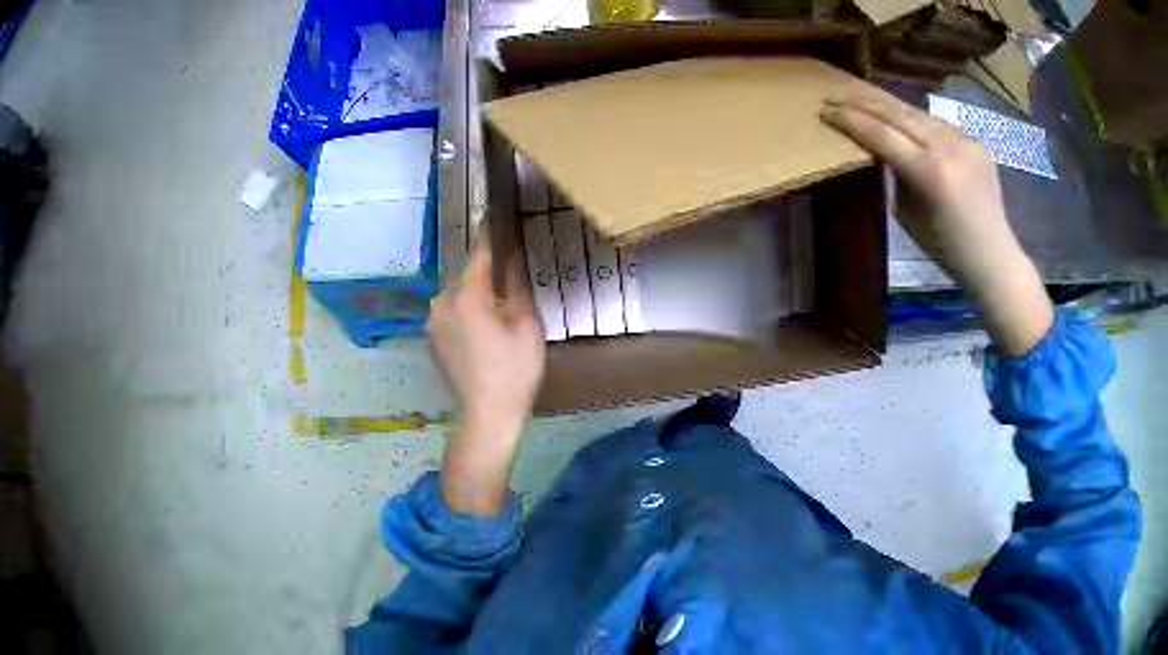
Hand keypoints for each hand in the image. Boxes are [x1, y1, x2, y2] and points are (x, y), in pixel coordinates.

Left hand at [427, 236, 544, 514]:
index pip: (480, 252)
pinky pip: (450, 311)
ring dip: (476, 293)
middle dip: (486, 271)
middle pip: (467, 273)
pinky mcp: (431, 337)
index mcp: (466, 295)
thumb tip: (513, 253)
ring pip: (458, 293)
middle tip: (511, 277)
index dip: (492, 233)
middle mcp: (441, 301)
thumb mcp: (526, 324)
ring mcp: (432, 321)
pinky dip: (466, 311)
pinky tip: (483, 331)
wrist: (486, 415)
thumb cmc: (514, 371)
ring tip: (499, 310)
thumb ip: (517, 283)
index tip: (499, 214)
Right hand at [821, 90, 1052, 355]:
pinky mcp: (975, 141)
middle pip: (897, 113)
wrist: (994, 257)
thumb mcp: (908, 215)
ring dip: (886, 104)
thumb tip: (876, 147)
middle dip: (862, 102)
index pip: (882, 134)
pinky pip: (938, 123)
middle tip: (834, 95)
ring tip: (861, 98)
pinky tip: (901, 119)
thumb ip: (893, 175)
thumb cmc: (946, 249)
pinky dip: (915, 119)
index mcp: (931, 173)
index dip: (851, 120)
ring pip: (917, 112)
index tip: (825, 111)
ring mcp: (965, 140)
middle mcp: (948, 147)